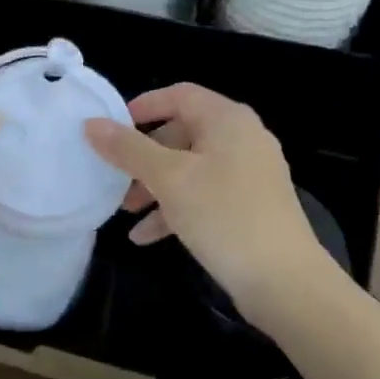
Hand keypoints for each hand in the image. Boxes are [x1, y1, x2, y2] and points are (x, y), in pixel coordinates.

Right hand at [83, 83, 322, 317]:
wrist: (286, 283)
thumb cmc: (224, 215)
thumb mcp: (168, 179)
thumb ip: (128, 149)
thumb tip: (92, 124)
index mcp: (227, 120)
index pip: (179, 95)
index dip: (143, 107)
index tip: (112, 128)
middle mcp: (242, 138)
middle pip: (182, 133)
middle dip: (144, 157)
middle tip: (116, 178)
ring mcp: (250, 174)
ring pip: (190, 168)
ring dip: (155, 187)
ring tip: (126, 213)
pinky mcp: (251, 206)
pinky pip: (205, 195)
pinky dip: (176, 208)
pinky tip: (147, 237)